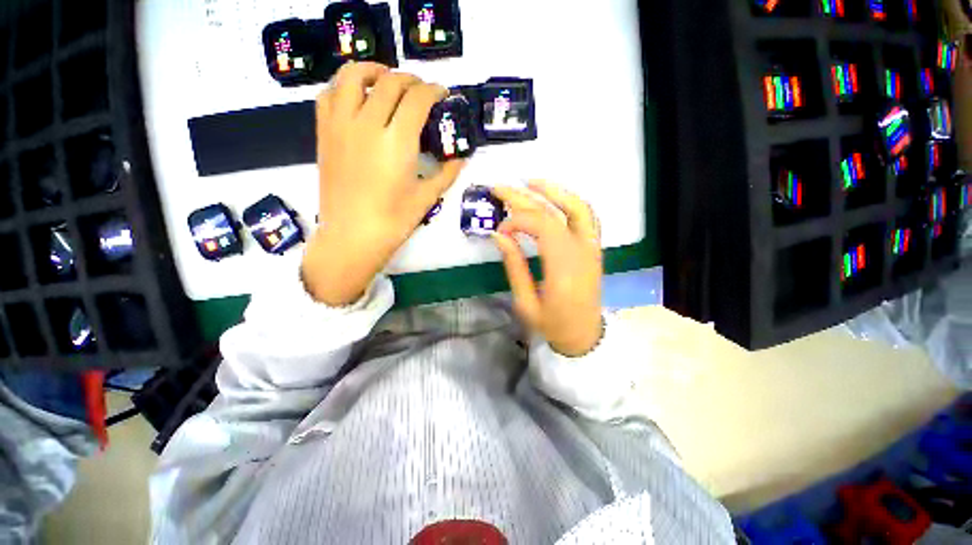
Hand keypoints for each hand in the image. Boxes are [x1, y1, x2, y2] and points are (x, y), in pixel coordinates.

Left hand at [302, 62, 464, 305]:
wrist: (352, 236)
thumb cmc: (393, 221)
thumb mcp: (427, 198)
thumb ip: (447, 173)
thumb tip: (462, 158)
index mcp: (397, 142)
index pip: (417, 99)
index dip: (434, 90)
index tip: (442, 94)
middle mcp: (367, 124)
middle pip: (390, 82)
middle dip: (411, 80)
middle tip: (422, 91)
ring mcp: (341, 125)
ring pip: (353, 76)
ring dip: (375, 71)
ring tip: (387, 80)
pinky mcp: (325, 133)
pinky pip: (330, 94)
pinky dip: (345, 86)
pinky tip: (358, 97)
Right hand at [491, 181, 603, 356]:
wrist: (584, 335)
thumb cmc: (553, 325)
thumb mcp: (525, 302)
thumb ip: (514, 266)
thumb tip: (498, 235)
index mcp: (564, 268)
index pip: (542, 226)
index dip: (517, 221)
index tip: (499, 230)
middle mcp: (582, 252)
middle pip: (553, 212)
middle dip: (524, 197)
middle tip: (499, 187)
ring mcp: (592, 248)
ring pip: (577, 207)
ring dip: (553, 191)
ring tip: (529, 182)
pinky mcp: (594, 248)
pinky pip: (587, 216)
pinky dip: (570, 202)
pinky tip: (553, 197)